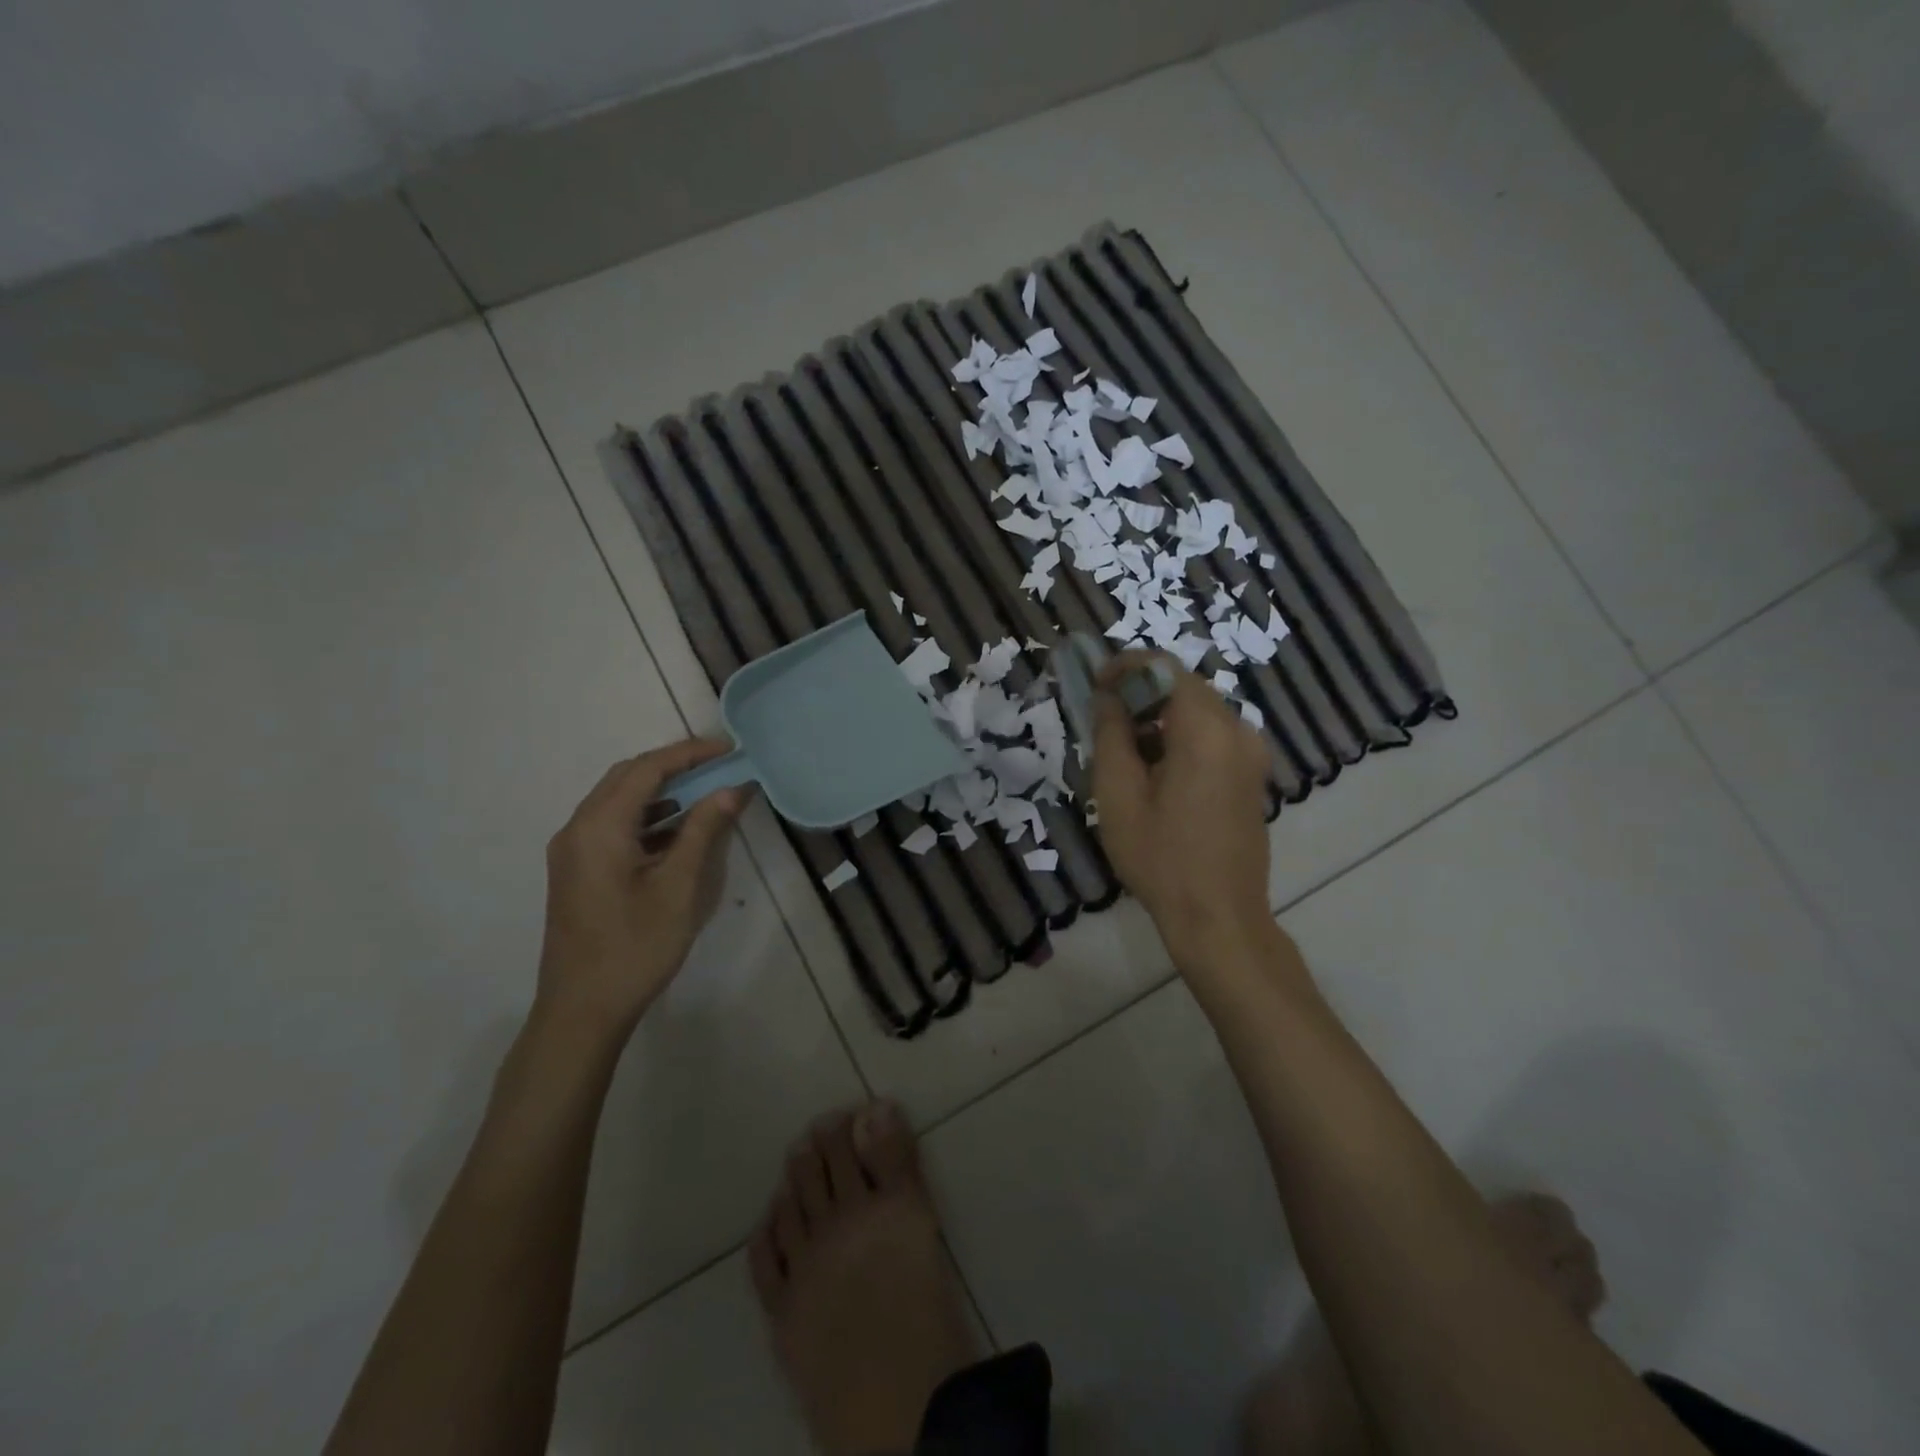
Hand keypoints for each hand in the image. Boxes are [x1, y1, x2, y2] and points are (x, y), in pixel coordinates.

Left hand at [536, 739, 749, 1034]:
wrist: (582, 1010)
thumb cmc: (634, 947)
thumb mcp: (679, 887)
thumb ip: (703, 831)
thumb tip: (730, 789)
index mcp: (599, 828)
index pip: (647, 769)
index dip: (689, 754)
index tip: (728, 750)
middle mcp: (578, 829)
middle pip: (627, 777)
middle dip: (674, 765)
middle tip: (718, 765)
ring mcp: (572, 851)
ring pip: (618, 800)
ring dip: (660, 790)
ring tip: (705, 792)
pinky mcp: (577, 870)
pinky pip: (612, 825)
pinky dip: (647, 816)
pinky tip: (677, 830)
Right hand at [1090, 654, 1273, 956]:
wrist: (1219, 917)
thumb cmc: (1160, 857)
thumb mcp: (1118, 794)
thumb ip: (1111, 734)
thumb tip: (1108, 696)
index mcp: (1205, 730)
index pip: (1164, 667)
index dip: (1125, 666)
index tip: (1094, 684)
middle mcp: (1238, 730)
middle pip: (1184, 687)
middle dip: (1140, 693)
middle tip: (1102, 719)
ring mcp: (1251, 754)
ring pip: (1198, 712)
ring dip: (1159, 718)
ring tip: (1122, 750)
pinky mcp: (1253, 775)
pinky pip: (1213, 737)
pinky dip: (1180, 738)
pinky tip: (1154, 771)